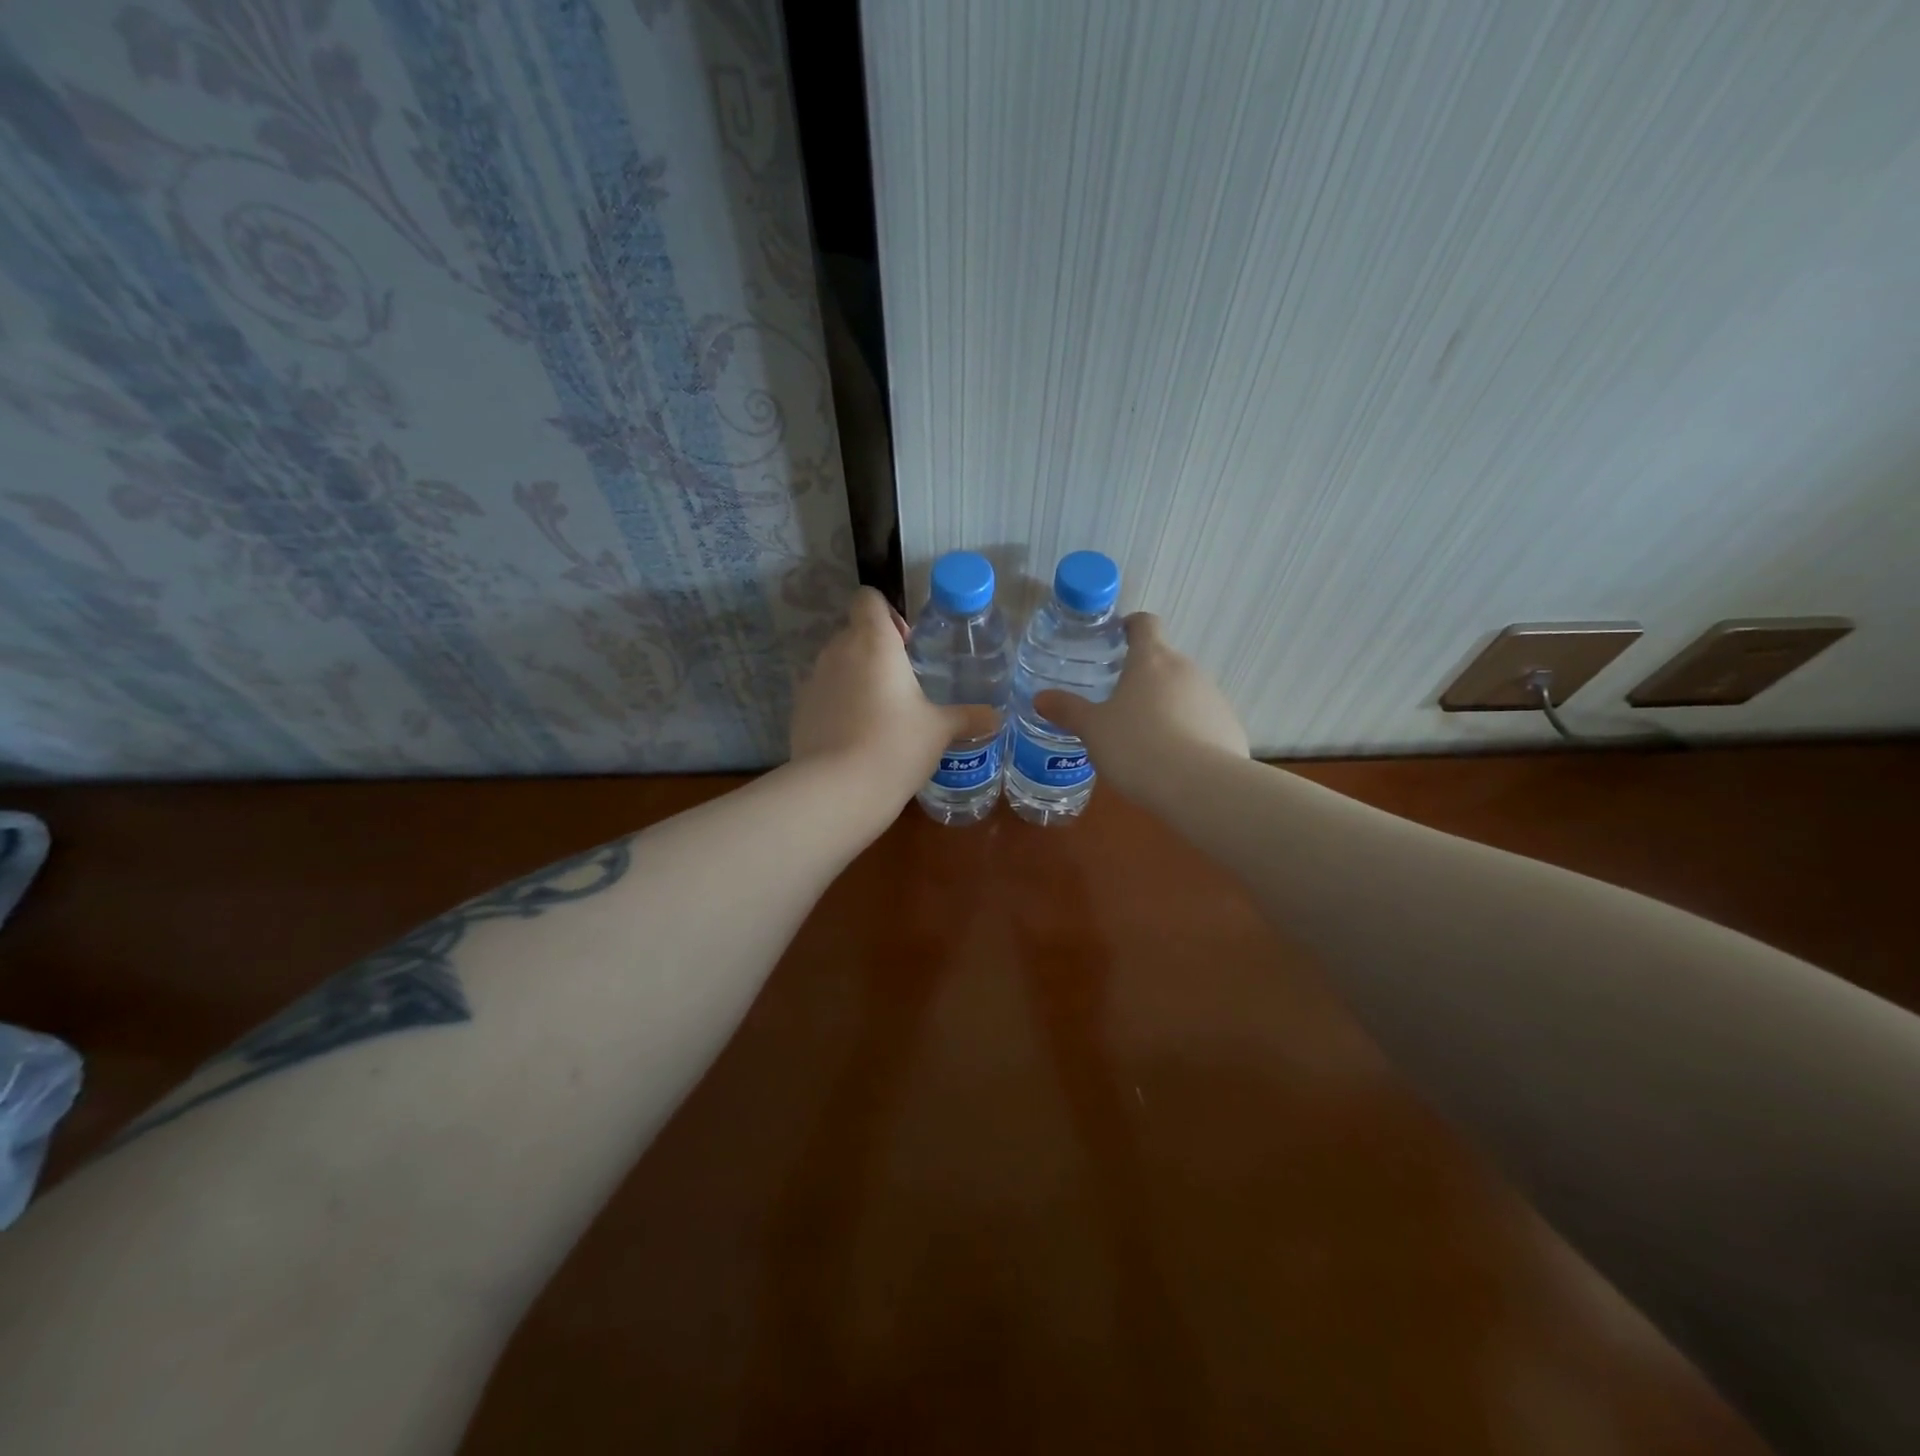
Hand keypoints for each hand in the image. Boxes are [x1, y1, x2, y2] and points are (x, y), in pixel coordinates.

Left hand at [790, 587, 1000, 812]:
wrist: (838, 789)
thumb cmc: (896, 745)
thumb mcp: (939, 731)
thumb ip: (967, 718)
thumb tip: (995, 718)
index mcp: (874, 642)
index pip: (868, 599)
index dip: (886, 613)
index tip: (906, 643)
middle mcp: (838, 652)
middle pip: (853, 632)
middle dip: (876, 650)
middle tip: (902, 683)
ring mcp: (813, 681)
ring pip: (836, 664)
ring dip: (856, 677)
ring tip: (880, 713)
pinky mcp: (799, 710)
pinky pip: (822, 695)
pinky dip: (837, 705)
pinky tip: (856, 737)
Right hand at [1034, 613, 1248, 801]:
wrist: (1201, 787)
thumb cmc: (1137, 747)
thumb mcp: (1093, 730)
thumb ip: (1068, 710)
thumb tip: (1041, 698)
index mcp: (1152, 660)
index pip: (1145, 624)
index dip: (1131, 626)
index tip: (1118, 638)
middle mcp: (1188, 670)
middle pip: (1165, 662)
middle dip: (1144, 678)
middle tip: (1118, 704)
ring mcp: (1214, 698)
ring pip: (1185, 693)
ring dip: (1167, 706)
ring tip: (1145, 740)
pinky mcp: (1230, 727)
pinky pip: (1203, 722)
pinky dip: (1189, 732)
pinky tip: (1173, 761)